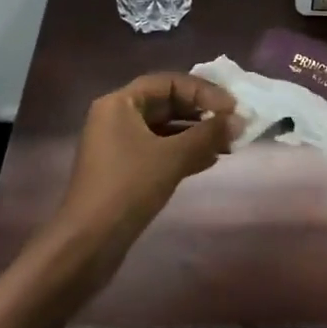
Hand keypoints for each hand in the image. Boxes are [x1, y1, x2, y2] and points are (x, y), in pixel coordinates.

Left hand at [46, 72, 236, 293]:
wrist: (87, 245)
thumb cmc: (127, 188)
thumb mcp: (172, 157)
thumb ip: (207, 135)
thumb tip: (239, 120)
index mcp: (120, 103)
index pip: (169, 82)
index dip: (203, 91)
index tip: (231, 107)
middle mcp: (117, 117)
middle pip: (167, 103)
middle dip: (201, 112)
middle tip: (233, 123)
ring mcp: (119, 145)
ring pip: (165, 128)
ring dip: (196, 134)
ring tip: (228, 143)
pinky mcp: (125, 170)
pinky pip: (160, 149)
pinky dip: (184, 151)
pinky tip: (210, 159)